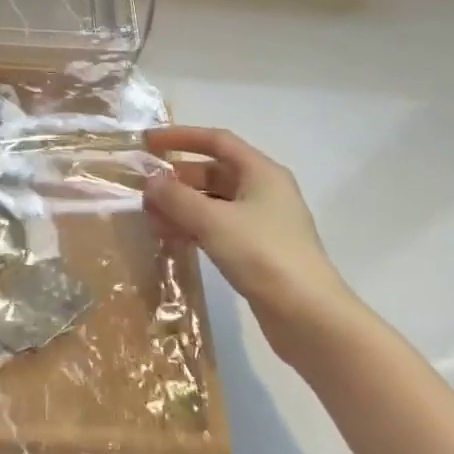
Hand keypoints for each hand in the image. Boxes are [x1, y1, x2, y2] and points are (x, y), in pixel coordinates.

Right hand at [143, 125, 363, 362]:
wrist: (309, 316)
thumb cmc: (262, 255)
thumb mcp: (212, 221)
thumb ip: (176, 197)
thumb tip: (151, 181)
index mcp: (261, 172)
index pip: (217, 140)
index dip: (181, 137)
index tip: (148, 143)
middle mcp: (264, 190)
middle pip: (213, 172)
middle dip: (177, 178)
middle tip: (144, 189)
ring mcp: (263, 222)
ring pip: (214, 202)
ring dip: (182, 205)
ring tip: (151, 217)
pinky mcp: (259, 250)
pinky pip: (219, 227)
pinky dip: (194, 226)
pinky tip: (172, 238)